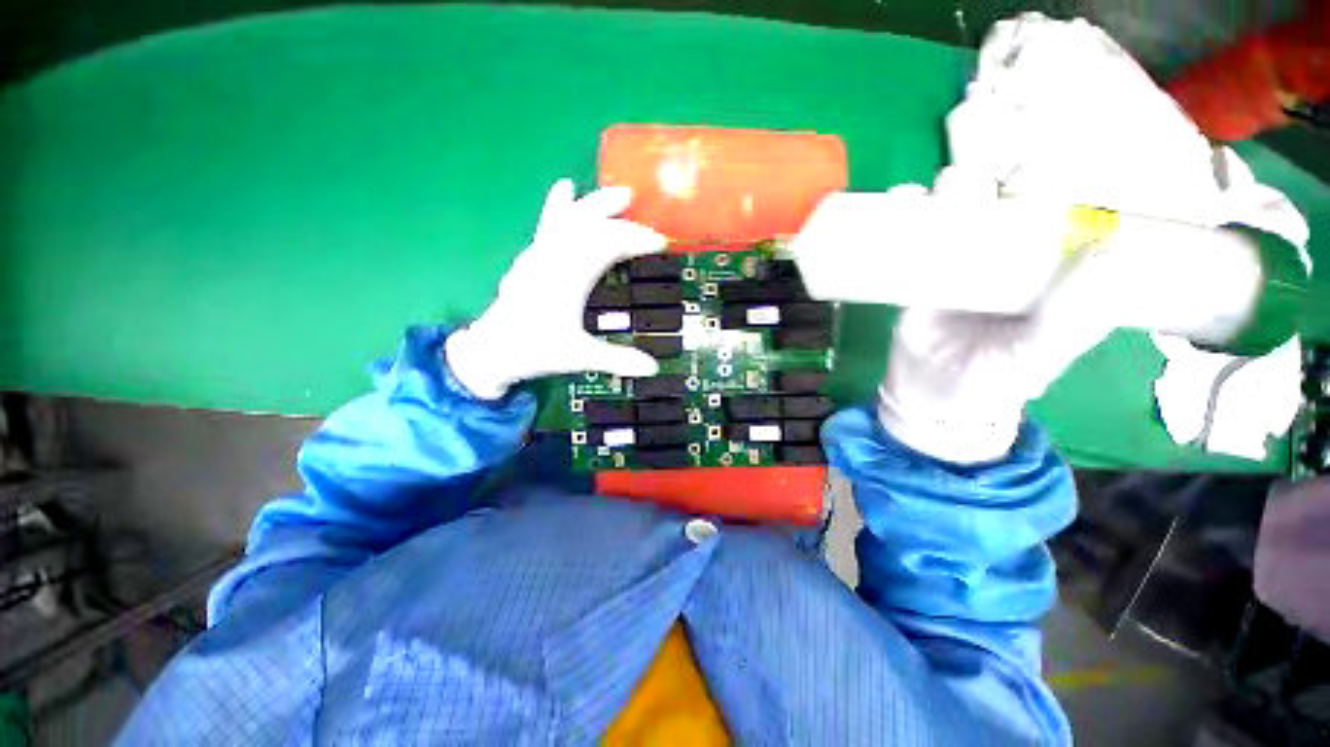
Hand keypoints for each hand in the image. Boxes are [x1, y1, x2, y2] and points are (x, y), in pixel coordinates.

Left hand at [446, 179, 666, 399]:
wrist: (492, 351)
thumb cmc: (535, 351)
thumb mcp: (580, 357)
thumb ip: (618, 360)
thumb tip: (654, 369)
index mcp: (569, 278)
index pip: (608, 246)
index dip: (637, 240)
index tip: (661, 242)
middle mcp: (554, 260)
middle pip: (588, 224)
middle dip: (617, 215)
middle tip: (641, 205)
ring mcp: (541, 256)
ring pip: (569, 219)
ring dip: (594, 203)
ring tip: (616, 193)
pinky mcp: (533, 258)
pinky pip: (548, 224)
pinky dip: (559, 205)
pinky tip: (564, 188)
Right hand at [878, 167, 1117, 462]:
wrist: (930, 398)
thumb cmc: (990, 382)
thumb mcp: (1035, 356)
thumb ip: (1071, 316)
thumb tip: (1110, 246)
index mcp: (1046, 275)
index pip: (1058, 217)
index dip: (1053, 187)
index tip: (1038, 172)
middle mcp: (1004, 260)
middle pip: (1001, 206)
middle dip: (992, 182)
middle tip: (977, 181)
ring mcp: (956, 265)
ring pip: (955, 215)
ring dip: (948, 192)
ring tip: (939, 189)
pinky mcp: (916, 274)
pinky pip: (912, 239)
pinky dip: (905, 215)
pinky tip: (901, 200)